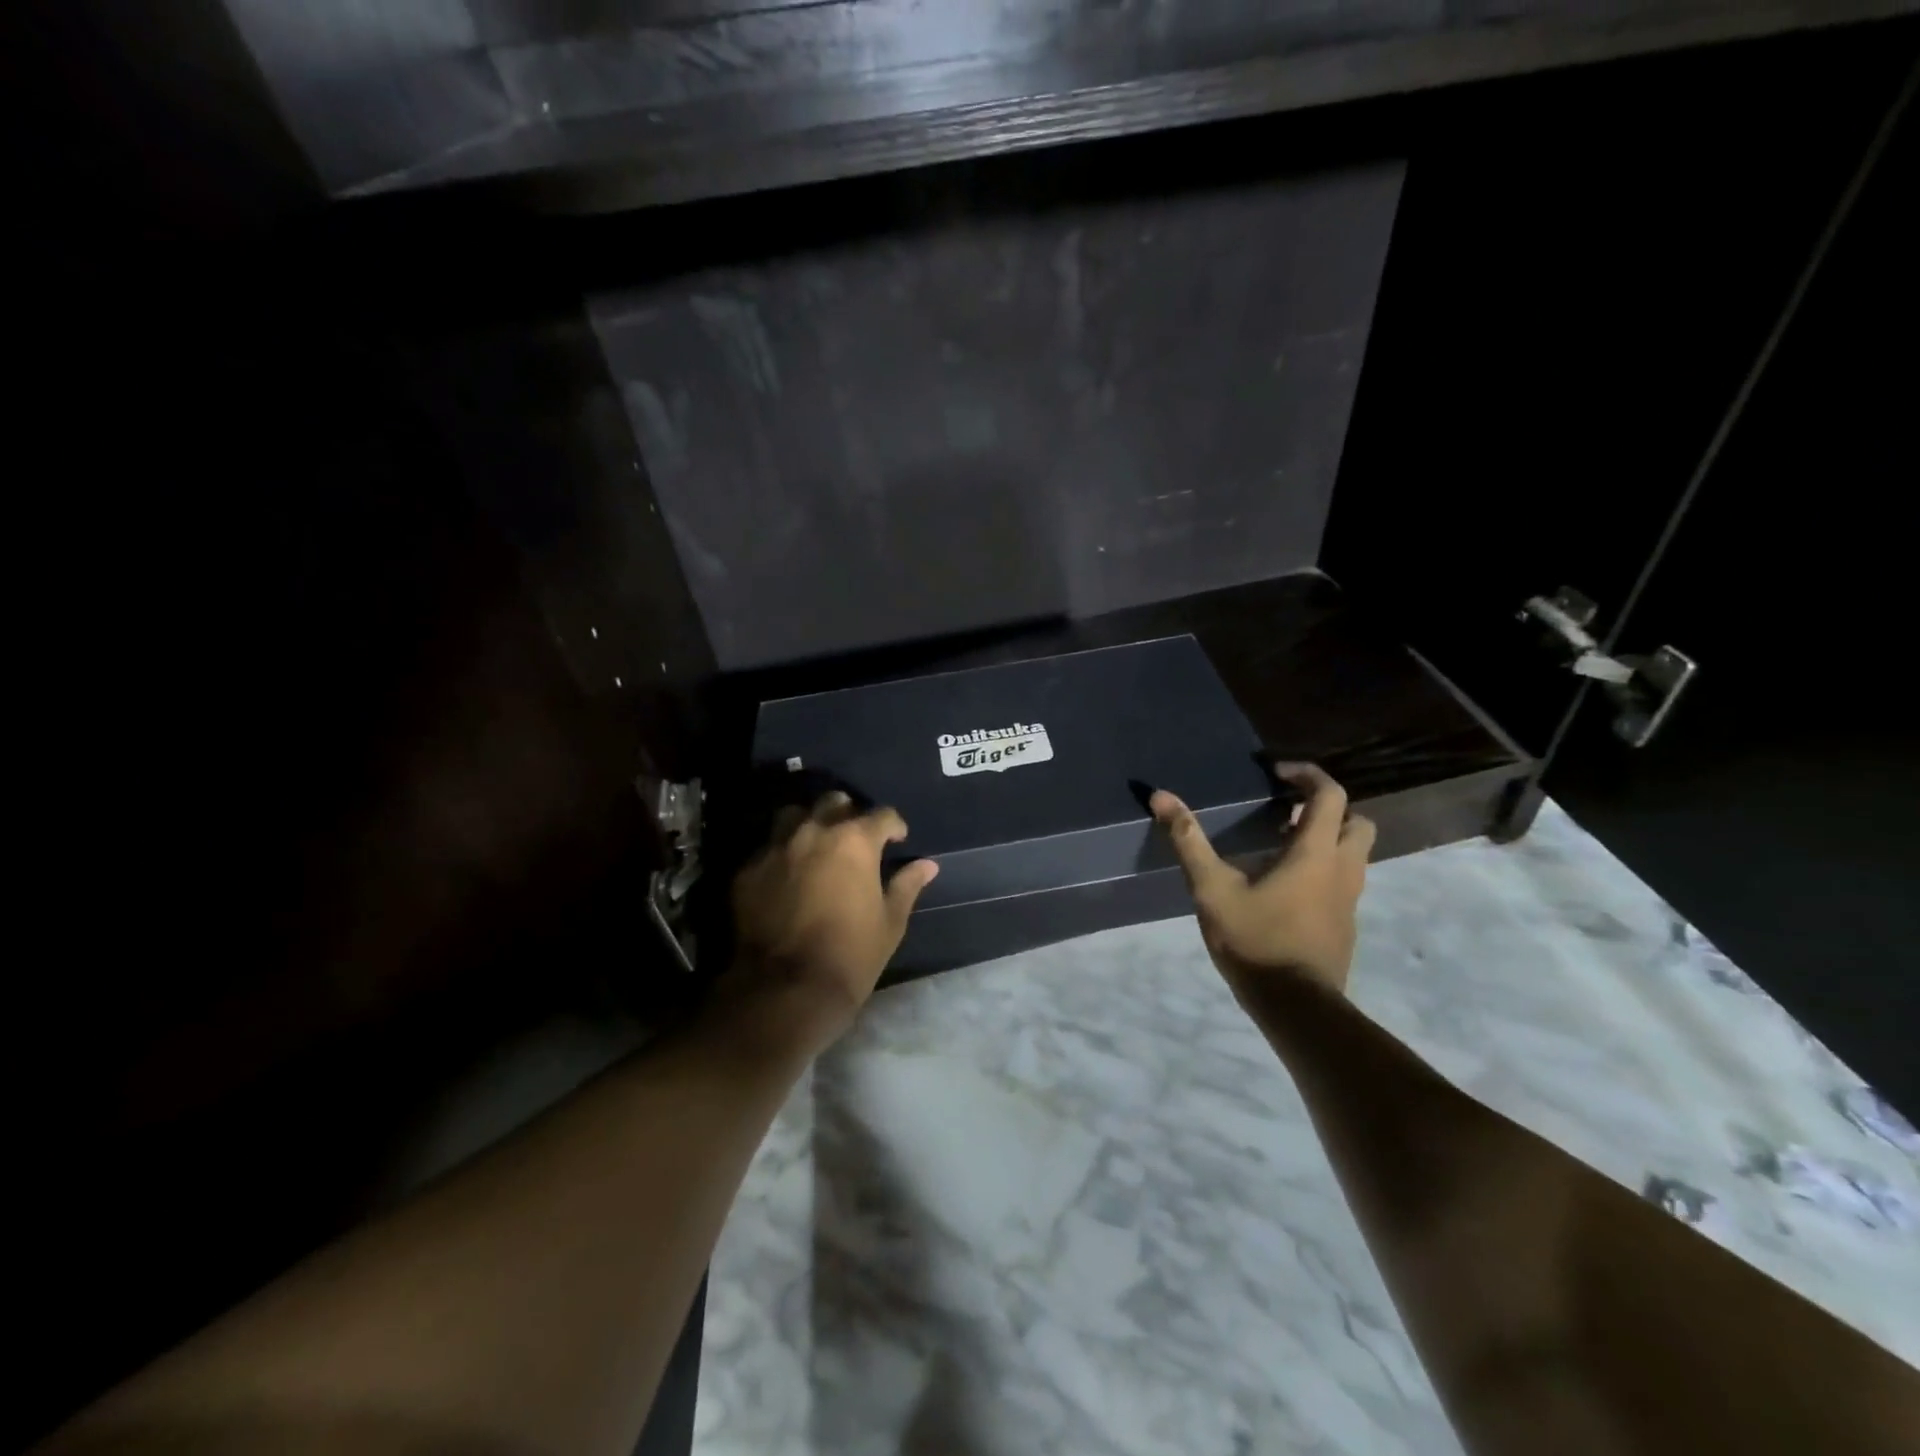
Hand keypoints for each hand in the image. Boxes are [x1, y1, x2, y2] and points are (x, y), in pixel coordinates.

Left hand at [726, 791, 938, 1047]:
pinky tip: (787, 877)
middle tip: (855, 840)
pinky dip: (782, 855)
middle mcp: (814, 832)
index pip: (882, 815)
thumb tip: (927, 866)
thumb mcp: (890, 922)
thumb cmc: (851, 955)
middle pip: (834, 803)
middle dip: (849, 815)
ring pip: (794, 815)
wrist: (785, 989)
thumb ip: (907, 885)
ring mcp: (776, 848)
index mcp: (855, 841)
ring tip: (817, 847)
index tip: (897, 840)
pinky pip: (768, 848)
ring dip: (810, 824)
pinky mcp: (747, 870)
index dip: (894, 826)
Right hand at [1150, 763, 1374, 995]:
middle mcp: (1343, 868)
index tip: (1277, 774)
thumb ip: (1189, 841)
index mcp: (1316, 852)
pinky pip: (1344, 880)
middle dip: (1325, 808)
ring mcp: (1350, 899)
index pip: (1329, 794)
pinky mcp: (1346, 924)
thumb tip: (1161, 796)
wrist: (1297, 1007)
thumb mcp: (1212, 888)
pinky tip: (1285, 887)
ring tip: (1281, 845)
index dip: (1307, 775)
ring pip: (1353, 853)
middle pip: (1355, 820)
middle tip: (1286, 811)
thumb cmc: (1255, 940)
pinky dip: (1324, 868)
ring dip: (1326, 838)